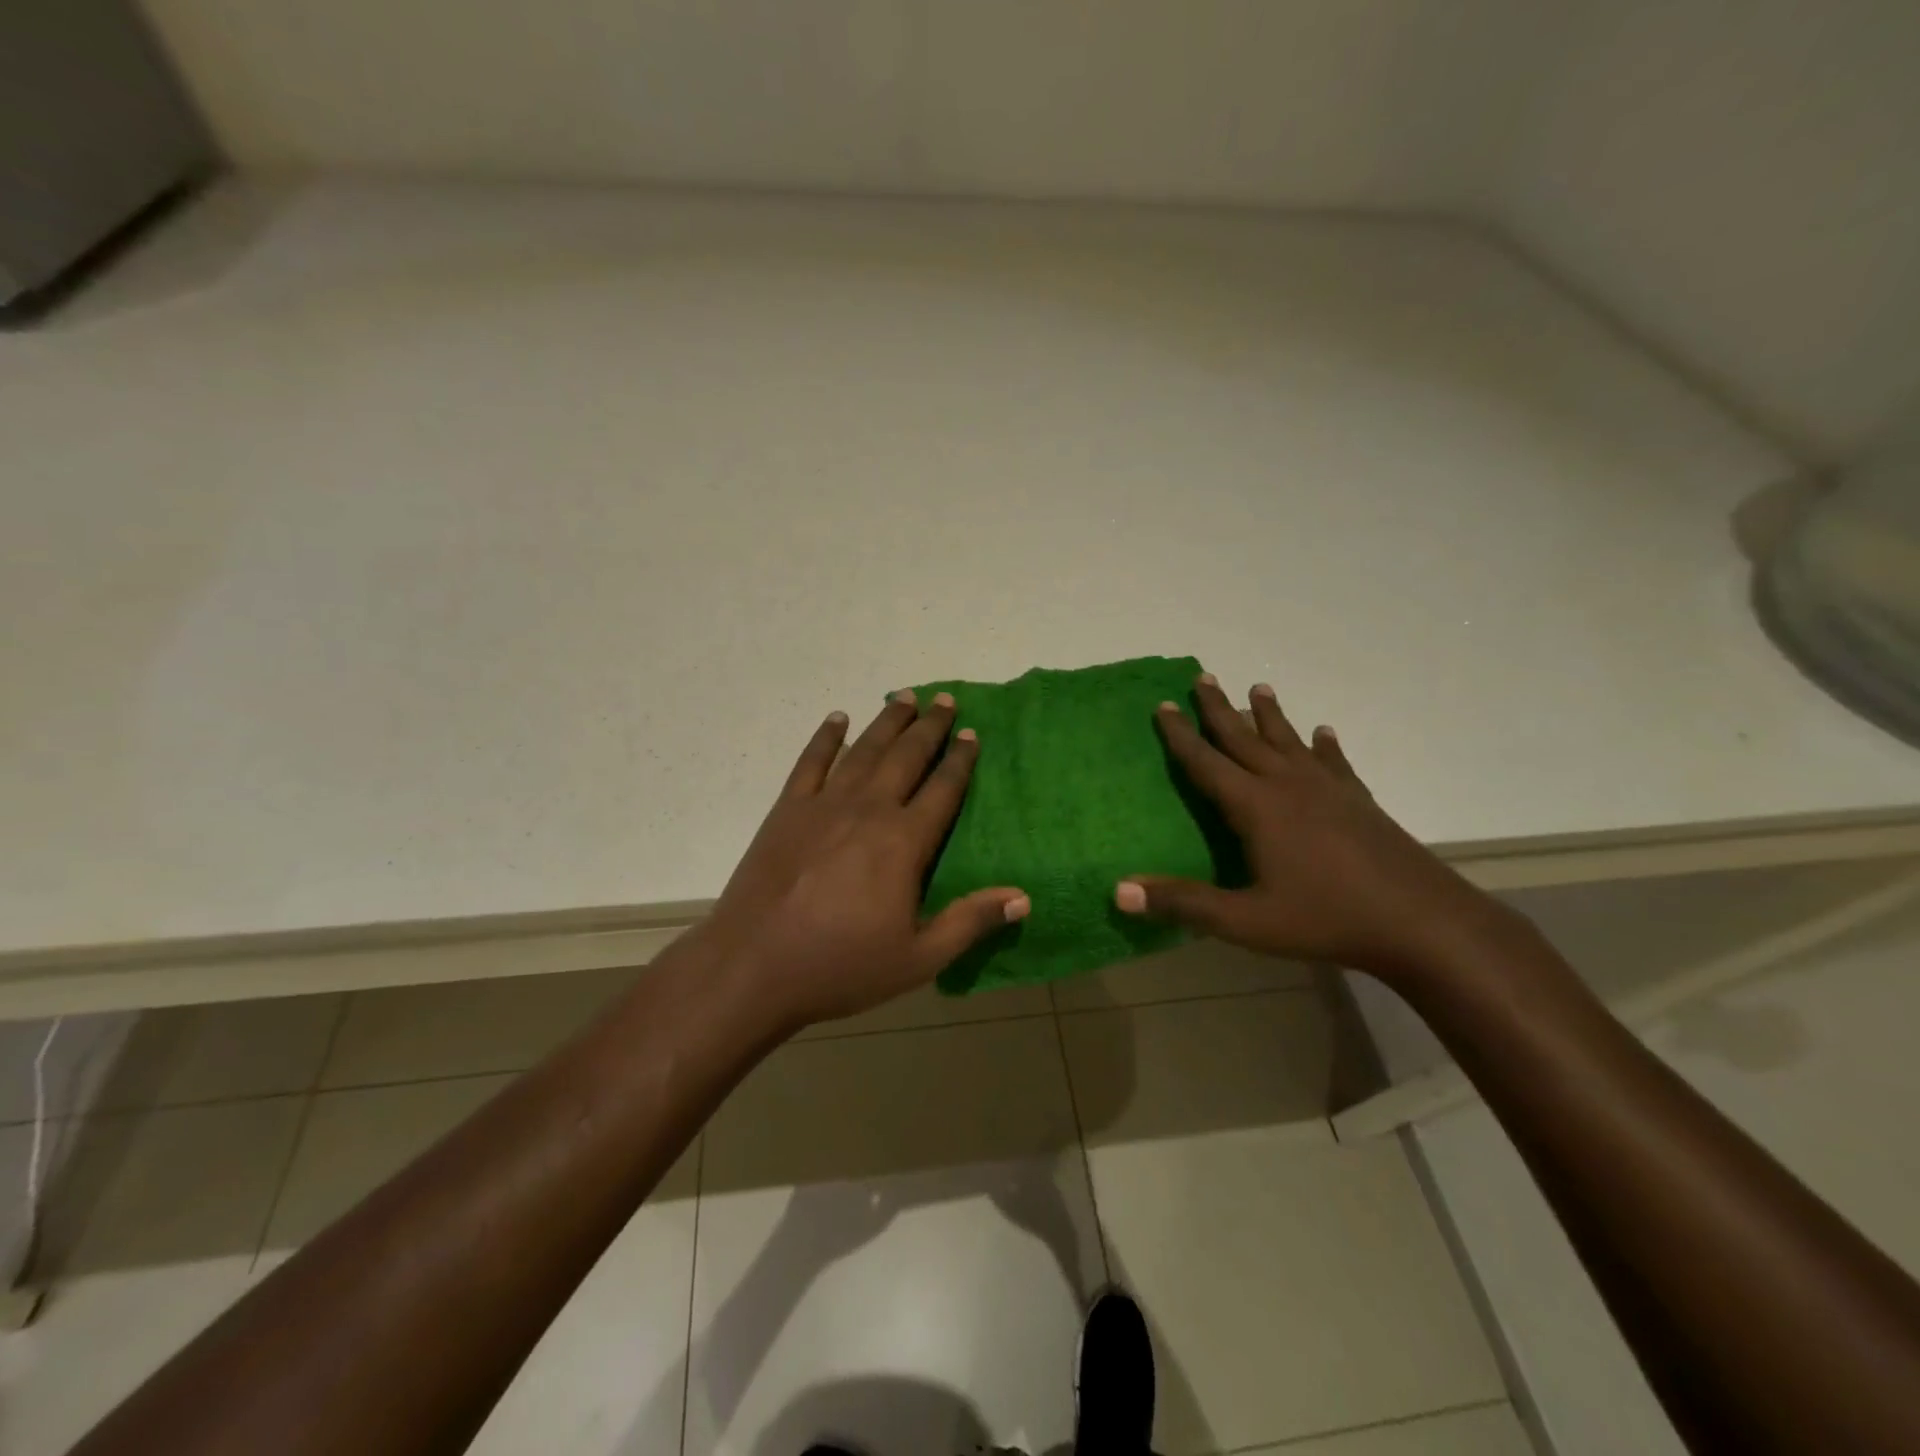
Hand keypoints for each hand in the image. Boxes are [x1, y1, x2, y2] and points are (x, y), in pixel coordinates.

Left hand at [691, 691, 1028, 1031]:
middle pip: (906, 757)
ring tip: (905, 697)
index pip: (942, 790)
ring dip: (887, 721)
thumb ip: (970, 922)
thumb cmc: (840, 966)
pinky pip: (811, 761)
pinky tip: (837, 718)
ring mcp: (824, 804)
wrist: (752, 966)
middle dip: (929, 727)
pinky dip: (826, 737)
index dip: (960, 760)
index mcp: (903, 842)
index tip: (972, 733)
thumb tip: (1024, 898)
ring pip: (864, 750)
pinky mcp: (787, 809)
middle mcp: (868, 810)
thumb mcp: (918, 959)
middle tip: (945, 699)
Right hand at [1115, 674, 1508, 983]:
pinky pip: (1334, 763)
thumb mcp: (1245, 920)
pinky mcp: (1359, 801)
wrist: (1421, 922)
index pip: (1207, 762)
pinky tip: (1324, 734)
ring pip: (1289, 741)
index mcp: (1256, 807)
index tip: (1163, 704)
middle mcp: (1288, 786)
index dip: (1181, 735)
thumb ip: (1183, 903)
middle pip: (1245, 738)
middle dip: (1219, 708)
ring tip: (1258, 687)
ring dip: (1270, 714)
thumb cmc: (1325, 919)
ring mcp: (1328, 790)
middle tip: (1202, 676)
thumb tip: (1118, 890)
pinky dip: (1324, 746)